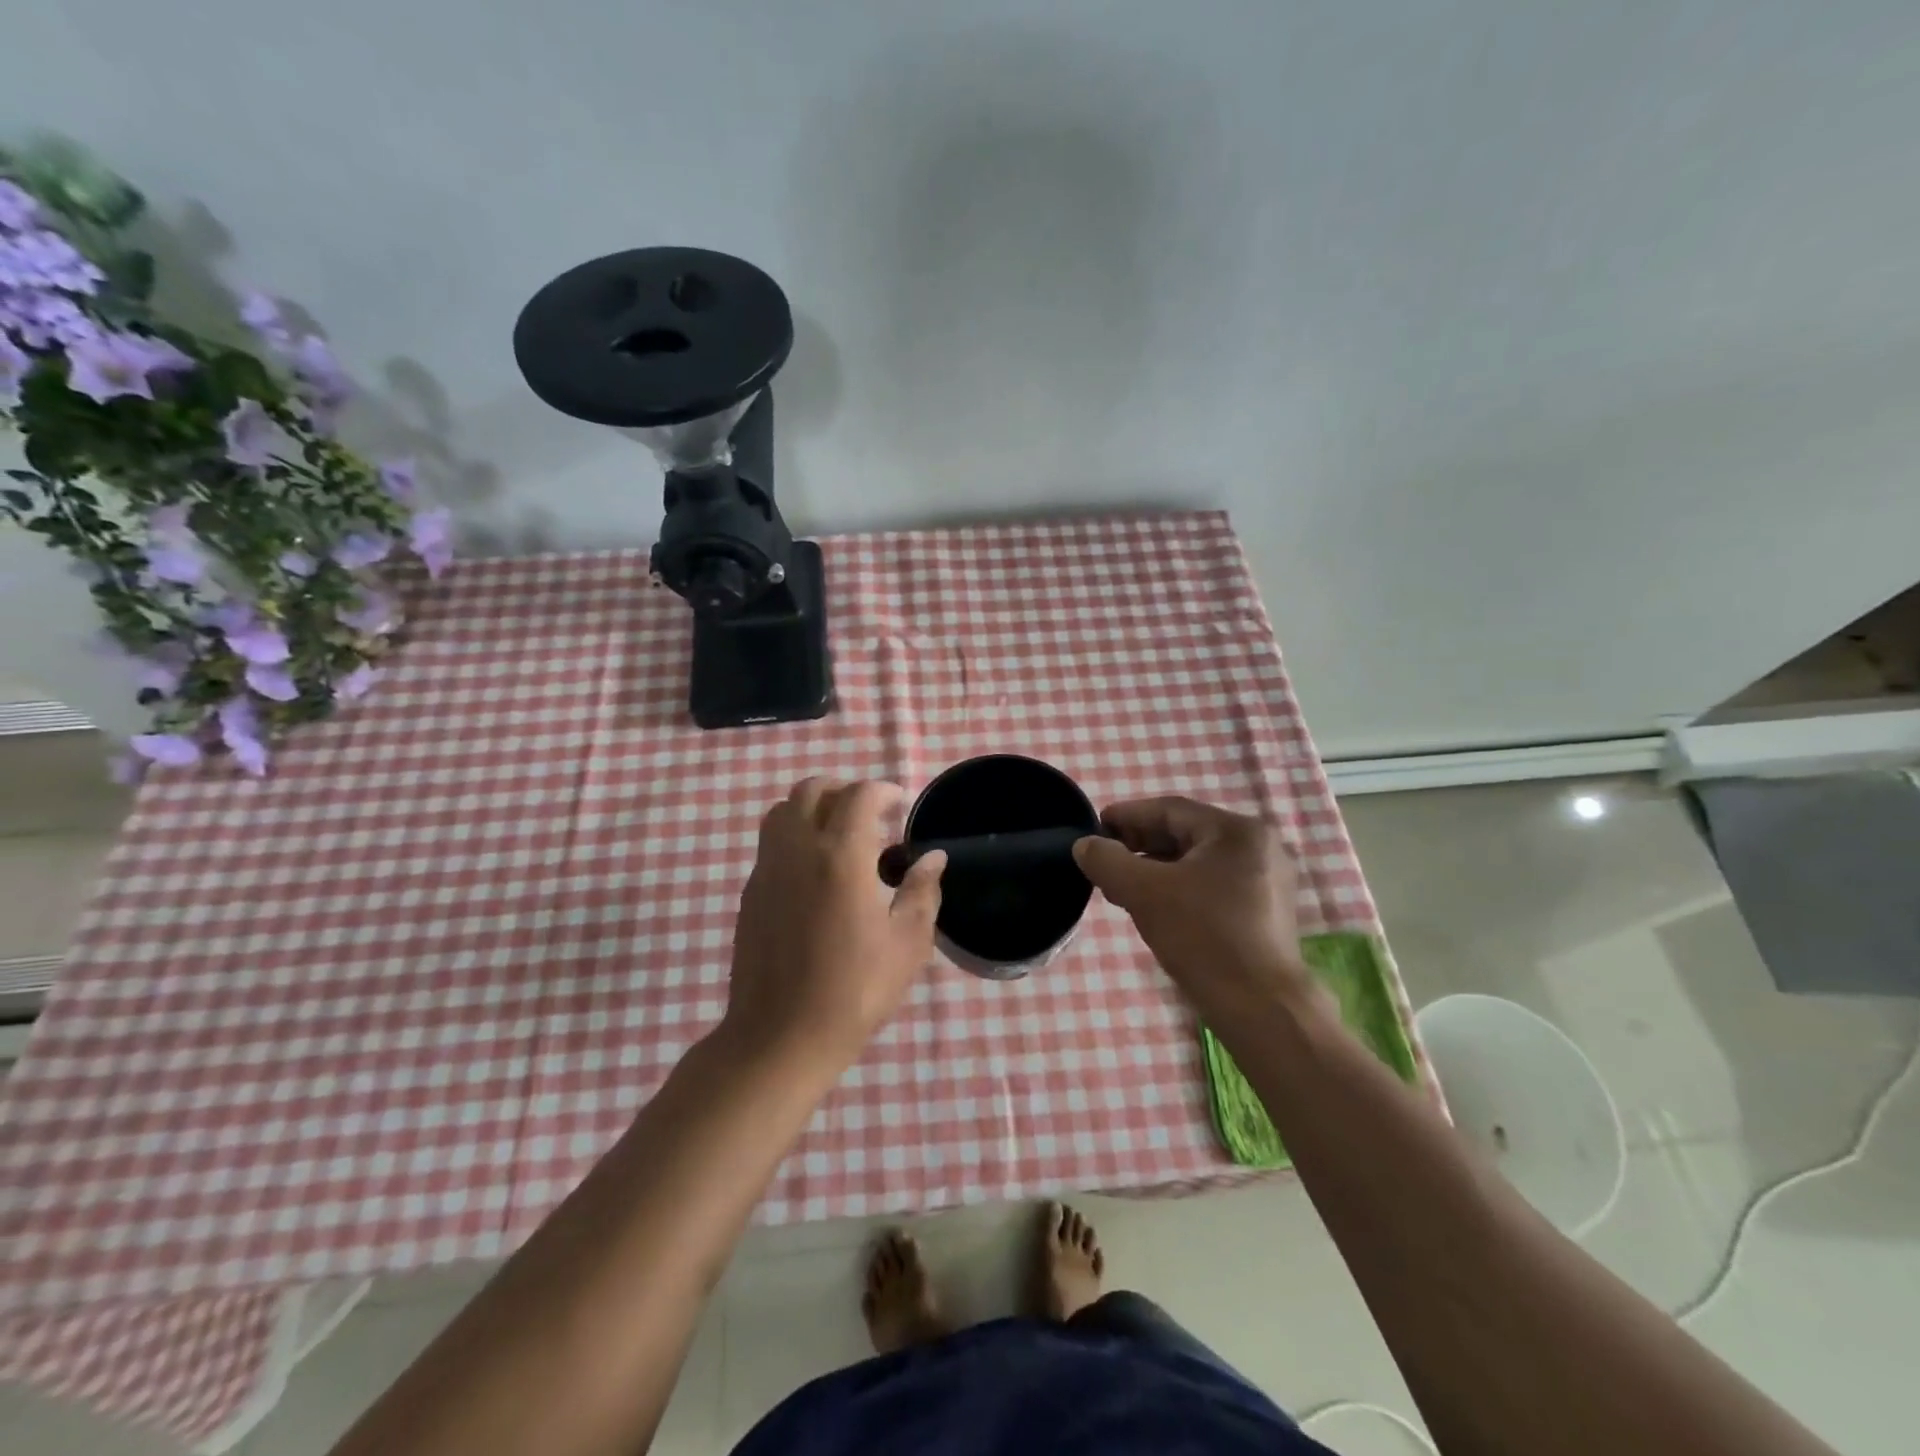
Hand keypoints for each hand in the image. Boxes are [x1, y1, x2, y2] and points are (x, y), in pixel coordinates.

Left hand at [723, 778, 946, 1068]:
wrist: (781, 1035)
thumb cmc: (854, 990)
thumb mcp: (907, 944)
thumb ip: (922, 892)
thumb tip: (932, 858)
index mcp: (841, 856)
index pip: (858, 795)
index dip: (882, 790)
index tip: (899, 802)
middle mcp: (798, 849)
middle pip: (812, 789)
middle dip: (843, 789)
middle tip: (869, 813)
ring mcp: (768, 868)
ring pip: (782, 810)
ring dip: (812, 807)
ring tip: (838, 835)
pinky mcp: (751, 891)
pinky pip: (771, 843)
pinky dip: (793, 836)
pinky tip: (814, 872)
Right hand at [1073, 797, 1311, 1017]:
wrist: (1261, 1008)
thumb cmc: (1204, 938)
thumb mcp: (1144, 893)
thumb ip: (1108, 861)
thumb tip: (1085, 845)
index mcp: (1236, 831)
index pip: (1169, 810)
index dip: (1126, 816)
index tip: (1094, 828)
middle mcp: (1258, 846)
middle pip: (1184, 834)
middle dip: (1139, 845)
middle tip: (1103, 860)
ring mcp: (1265, 880)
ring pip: (1196, 861)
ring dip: (1155, 869)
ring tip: (1120, 886)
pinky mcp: (1263, 910)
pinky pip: (1211, 884)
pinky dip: (1178, 887)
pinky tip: (1152, 905)